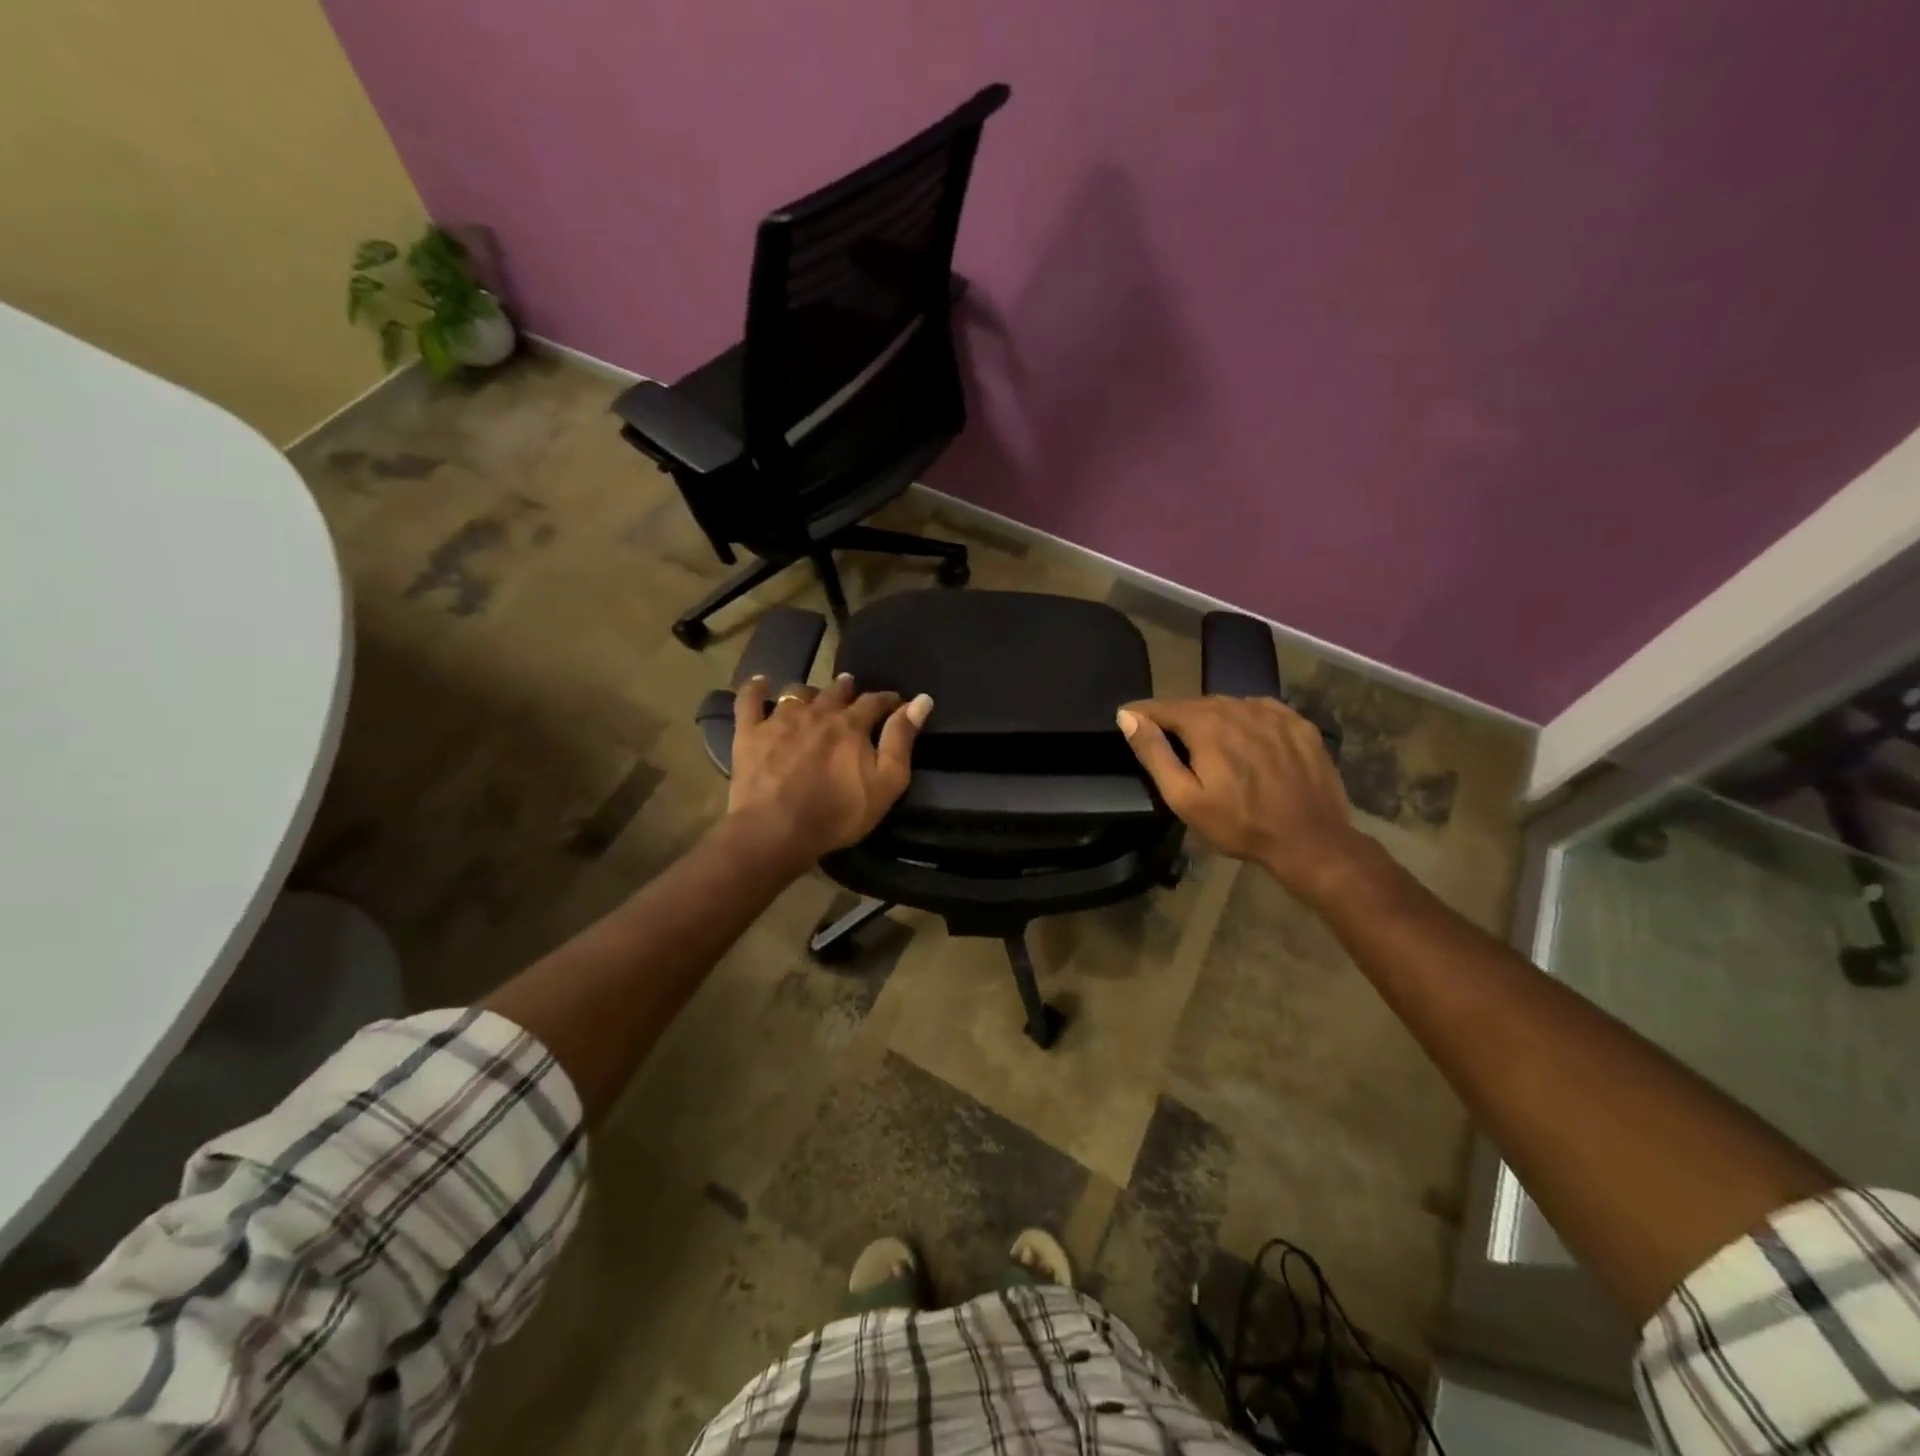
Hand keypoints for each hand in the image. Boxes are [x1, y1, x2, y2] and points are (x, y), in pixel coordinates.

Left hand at [728, 674, 933, 867]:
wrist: (776, 829)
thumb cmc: (838, 812)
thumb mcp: (885, 783)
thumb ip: (901, 740)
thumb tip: (921, 701)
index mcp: (851, 724)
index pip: (875, 701)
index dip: (888, 700)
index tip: (896, 703)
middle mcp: (817, 712)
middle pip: (835, 691)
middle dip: (847, 689)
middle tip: (850, 690)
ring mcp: (780, 719)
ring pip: (797, 692)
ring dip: (809, 691)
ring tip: (813, 696)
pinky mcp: (750, 732)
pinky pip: (749, 700)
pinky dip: (755, 688)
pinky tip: (761, 683)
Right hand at [1117, 696, 1366, 905]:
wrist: (1310, 840)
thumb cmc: (1239, 824)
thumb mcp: (1184, 797)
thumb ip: (1154, 753)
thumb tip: (1128, 716)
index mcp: (1206, 723)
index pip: (1162, 706)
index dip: (1141, 713)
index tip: (1127, 720)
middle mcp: (1238, 706)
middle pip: (1195, 704)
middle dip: (1176, 718)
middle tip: (1167, 741)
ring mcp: (1273, 712)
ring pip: (1228, 706)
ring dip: (1211, 719)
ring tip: (1206, 744)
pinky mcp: (1298, 723)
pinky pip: (1259, 711)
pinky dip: (1244, 721)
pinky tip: (1245, 742)